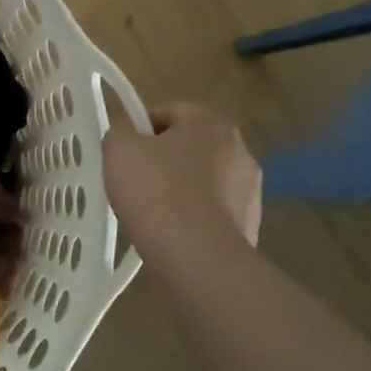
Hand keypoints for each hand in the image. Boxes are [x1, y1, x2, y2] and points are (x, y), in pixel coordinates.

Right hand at [103, 101, 261, 260]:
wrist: (198, 258)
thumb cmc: (156, 192)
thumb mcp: (119, 149)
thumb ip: (120, 131)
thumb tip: (130, 134)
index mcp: (210, 122)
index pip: (168, 112)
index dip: (139, 130)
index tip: (123, 154)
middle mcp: (239, 148)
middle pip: (188, 145)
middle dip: (162, 159)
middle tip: (134, 180)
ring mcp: (250, 189)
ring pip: (202, 179)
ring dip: (180, 188)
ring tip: (152, 212)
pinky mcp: (251, 224)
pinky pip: (212, 210)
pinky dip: (194, 216)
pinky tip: (173, 232)